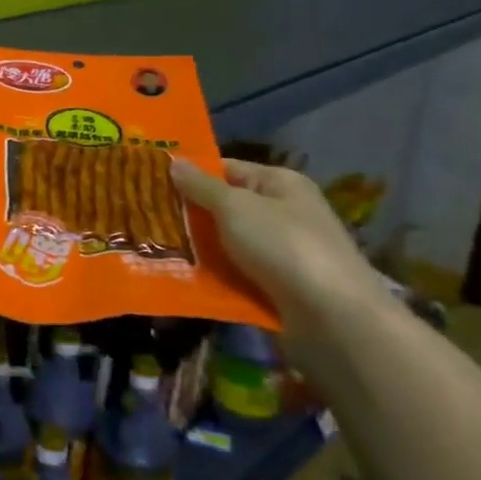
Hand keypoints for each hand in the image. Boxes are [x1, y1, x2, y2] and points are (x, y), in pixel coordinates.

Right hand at [170, 159, 384, 334]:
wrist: (334, 318)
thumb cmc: (283, 246)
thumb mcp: (235, 207)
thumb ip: (201, 186)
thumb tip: (174, 161)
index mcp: (280, 184)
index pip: (226, 169)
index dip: (191, 174)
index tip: (151, 183)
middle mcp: (285, 212)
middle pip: (226, 207)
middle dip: (190, 214)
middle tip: (146, 218)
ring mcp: (284, 251)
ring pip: (228, 243)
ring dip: (198, 248)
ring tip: (154, 248)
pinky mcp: (280, 286)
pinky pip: (237, 273)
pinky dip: (214, 275)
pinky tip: (183, 277)